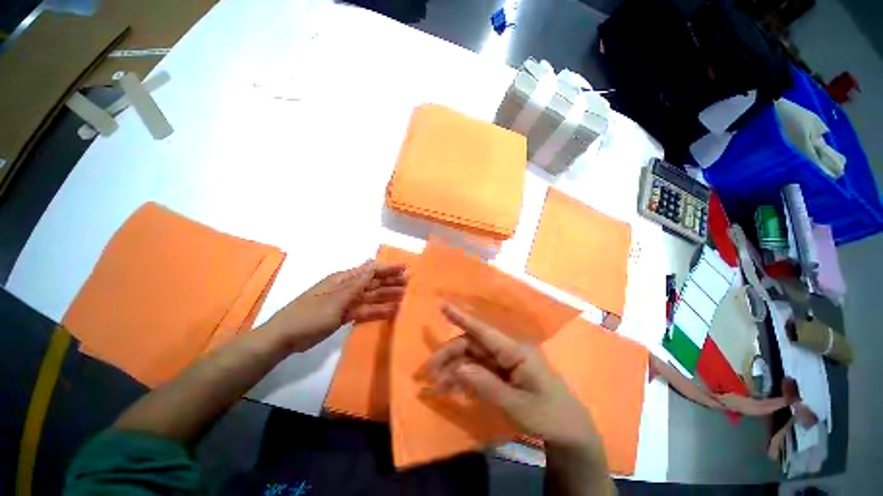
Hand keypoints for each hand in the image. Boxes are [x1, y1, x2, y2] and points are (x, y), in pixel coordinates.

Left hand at [262, 261, 406, 351]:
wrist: (286, 337)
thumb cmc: (311, 314)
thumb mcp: (337, 298)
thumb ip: (358, 282)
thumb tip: (372, 262)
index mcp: (344, 279)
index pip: (371, 270)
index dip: (388, 268)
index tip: (405, 268)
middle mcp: (348, 288)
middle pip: (373, 282)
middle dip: (391, 281)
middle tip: (409, 282)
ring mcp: (346, 302)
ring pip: (371, 297)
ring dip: (387, 295)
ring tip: (404, 295)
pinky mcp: (345, 315)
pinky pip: (365, 310)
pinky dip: (377, 310)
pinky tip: (390, 311)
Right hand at [419, 304, 596, 448]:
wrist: (569, 434)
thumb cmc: (549, 417)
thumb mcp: (519, 406)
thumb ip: (488, 386)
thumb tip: (459, 368)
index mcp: (516, 352)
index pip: (484, 331)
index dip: (462, 318)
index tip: (443, 306)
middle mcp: (507, 351)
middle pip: (472, 345)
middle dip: (449, 355)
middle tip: (429, 373)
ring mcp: (504, 363)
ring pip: (471, 358)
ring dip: (453, 369)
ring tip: (436, 386)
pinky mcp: (501, 374)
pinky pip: (477, 371)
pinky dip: (463, 379)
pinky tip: (451, 389)